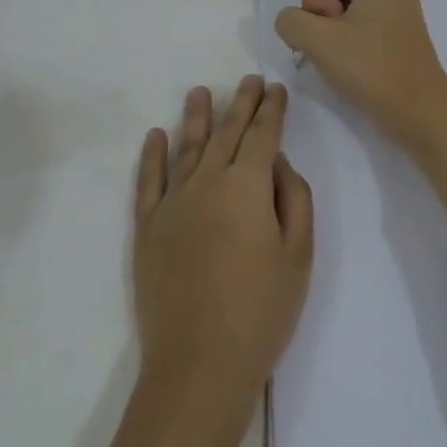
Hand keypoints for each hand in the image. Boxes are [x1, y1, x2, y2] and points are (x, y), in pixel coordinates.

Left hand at [133, 77, 313, 410]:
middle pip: (227, 131)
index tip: (276, 88)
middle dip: (241, 102)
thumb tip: (278, 162)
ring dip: (196, 116)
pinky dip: (152, 155)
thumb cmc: (260, 312)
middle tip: (249, 79)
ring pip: (187, 146)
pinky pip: (149, 180)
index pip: (263, 134)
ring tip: (200, 91)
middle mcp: (208, 180)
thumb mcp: (299, 256)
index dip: (272, 109)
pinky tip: (155, 135)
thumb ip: (295, 198)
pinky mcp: (147, 227)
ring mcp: (173, 201)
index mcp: (248, 185)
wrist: (198, 367)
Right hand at [273, 0, 446, 149]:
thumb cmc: (372, 69)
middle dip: (320, 6)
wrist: (420, 113)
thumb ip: (290, 20)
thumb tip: (293, 21)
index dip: (314, 1)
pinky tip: (348, 59)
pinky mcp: (393, 30)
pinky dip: (344, 34)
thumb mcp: (318, 41)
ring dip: (330, 24)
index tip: (331, 29)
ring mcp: (393, 6)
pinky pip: (356, 17)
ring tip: (341, 52)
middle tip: (333, 37)